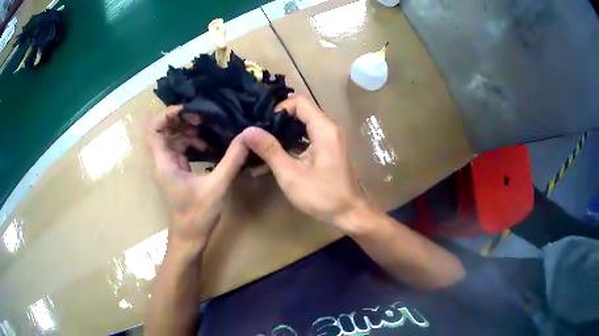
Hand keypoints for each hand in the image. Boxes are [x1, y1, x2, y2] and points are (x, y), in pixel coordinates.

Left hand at [147, 106, 247, 252]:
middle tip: (204, 117)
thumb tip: (246, 136)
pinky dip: (193, 144)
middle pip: (164, 130)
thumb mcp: (217, 186)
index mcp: (164, 162)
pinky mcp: (177, 172)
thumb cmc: (197, 216)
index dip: (167, 115)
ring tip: (209, 130)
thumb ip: (232, 159)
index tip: (189, 110)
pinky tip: (210, 146)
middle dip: (182, 120)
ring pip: (173, 139)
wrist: (189, 239)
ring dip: (189, 132)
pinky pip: (181, 150)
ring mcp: (169, 167)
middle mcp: (162, 161)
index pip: (153, 129)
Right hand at [240, 95, 363, 228]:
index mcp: (324, 128)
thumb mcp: (290, 173)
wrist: (347, 213)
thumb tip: (248, 131)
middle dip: (278, 120)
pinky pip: (308, 137)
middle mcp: (329, 128)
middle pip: (301, 111)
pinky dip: (292, 142)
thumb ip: (269, 149)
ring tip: (263, 143)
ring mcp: (330, 138)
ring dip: (284, 132)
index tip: (264, 124)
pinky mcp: (328, 148)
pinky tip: (276, 154)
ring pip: (303, 124)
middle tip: (259, 132)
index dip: (279, 108)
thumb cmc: (321, 195)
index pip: (299, 101)